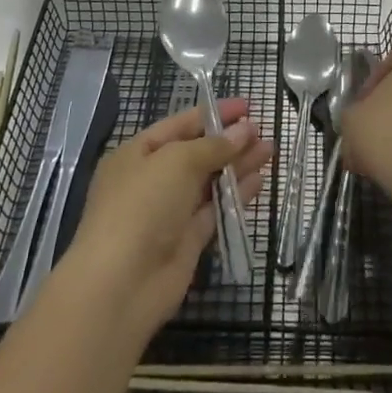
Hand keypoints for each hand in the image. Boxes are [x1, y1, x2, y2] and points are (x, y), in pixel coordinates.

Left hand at [63, 98, 272, 335]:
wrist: (121, 285)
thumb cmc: (142, 206)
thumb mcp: (177, 162)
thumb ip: (214, 146)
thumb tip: (244, 131)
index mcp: (137, 154)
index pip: (180, 125)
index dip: (213, 113)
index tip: (247, 106)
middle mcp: (152, 180)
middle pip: (197, 153)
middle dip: (229, 140)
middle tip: (262, 129)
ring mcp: (169, 212)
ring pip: (209, 181)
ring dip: (238, 165)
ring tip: (270, 150)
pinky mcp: (186, 240)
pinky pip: (215, 210)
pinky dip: (236, 195)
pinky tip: (259, 181)